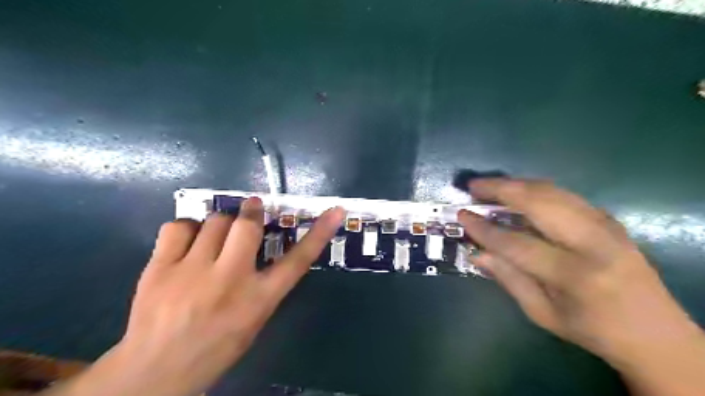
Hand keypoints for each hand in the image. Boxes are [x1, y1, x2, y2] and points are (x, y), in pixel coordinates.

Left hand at [49, 199, 345, 395]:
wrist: (154, 373)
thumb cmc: (215, 349)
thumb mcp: (254, 320)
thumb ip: (264, 285)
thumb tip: (263, 249)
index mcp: (259, 299)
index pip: (298, 260)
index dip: (319, 233)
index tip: (335, 211)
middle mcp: (230, 280)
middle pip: (248, 226)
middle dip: (252, 210)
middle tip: (252, 208)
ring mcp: (192, 272)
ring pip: (214, 221)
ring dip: (221, 222)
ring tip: (216, 234)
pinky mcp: (159, 269)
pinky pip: (178, 227)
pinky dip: (188, 227)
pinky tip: (188, 240)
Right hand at [457, 177, 704, 394]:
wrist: (655, 332)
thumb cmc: (592, 329)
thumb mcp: (542, 313)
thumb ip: (508, 279)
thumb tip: (477, 253)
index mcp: (574, 275)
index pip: (517, 243)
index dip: (485, 228)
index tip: (461, 215)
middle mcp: (592, 242)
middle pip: (539, 203)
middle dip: (501, 189)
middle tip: (473, 186)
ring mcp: (605, 226)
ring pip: (553, 191)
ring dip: (517, 184)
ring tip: (490, 185)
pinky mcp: (609, 219)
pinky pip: (565, 195)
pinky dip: (536, 189)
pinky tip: (519, 193)